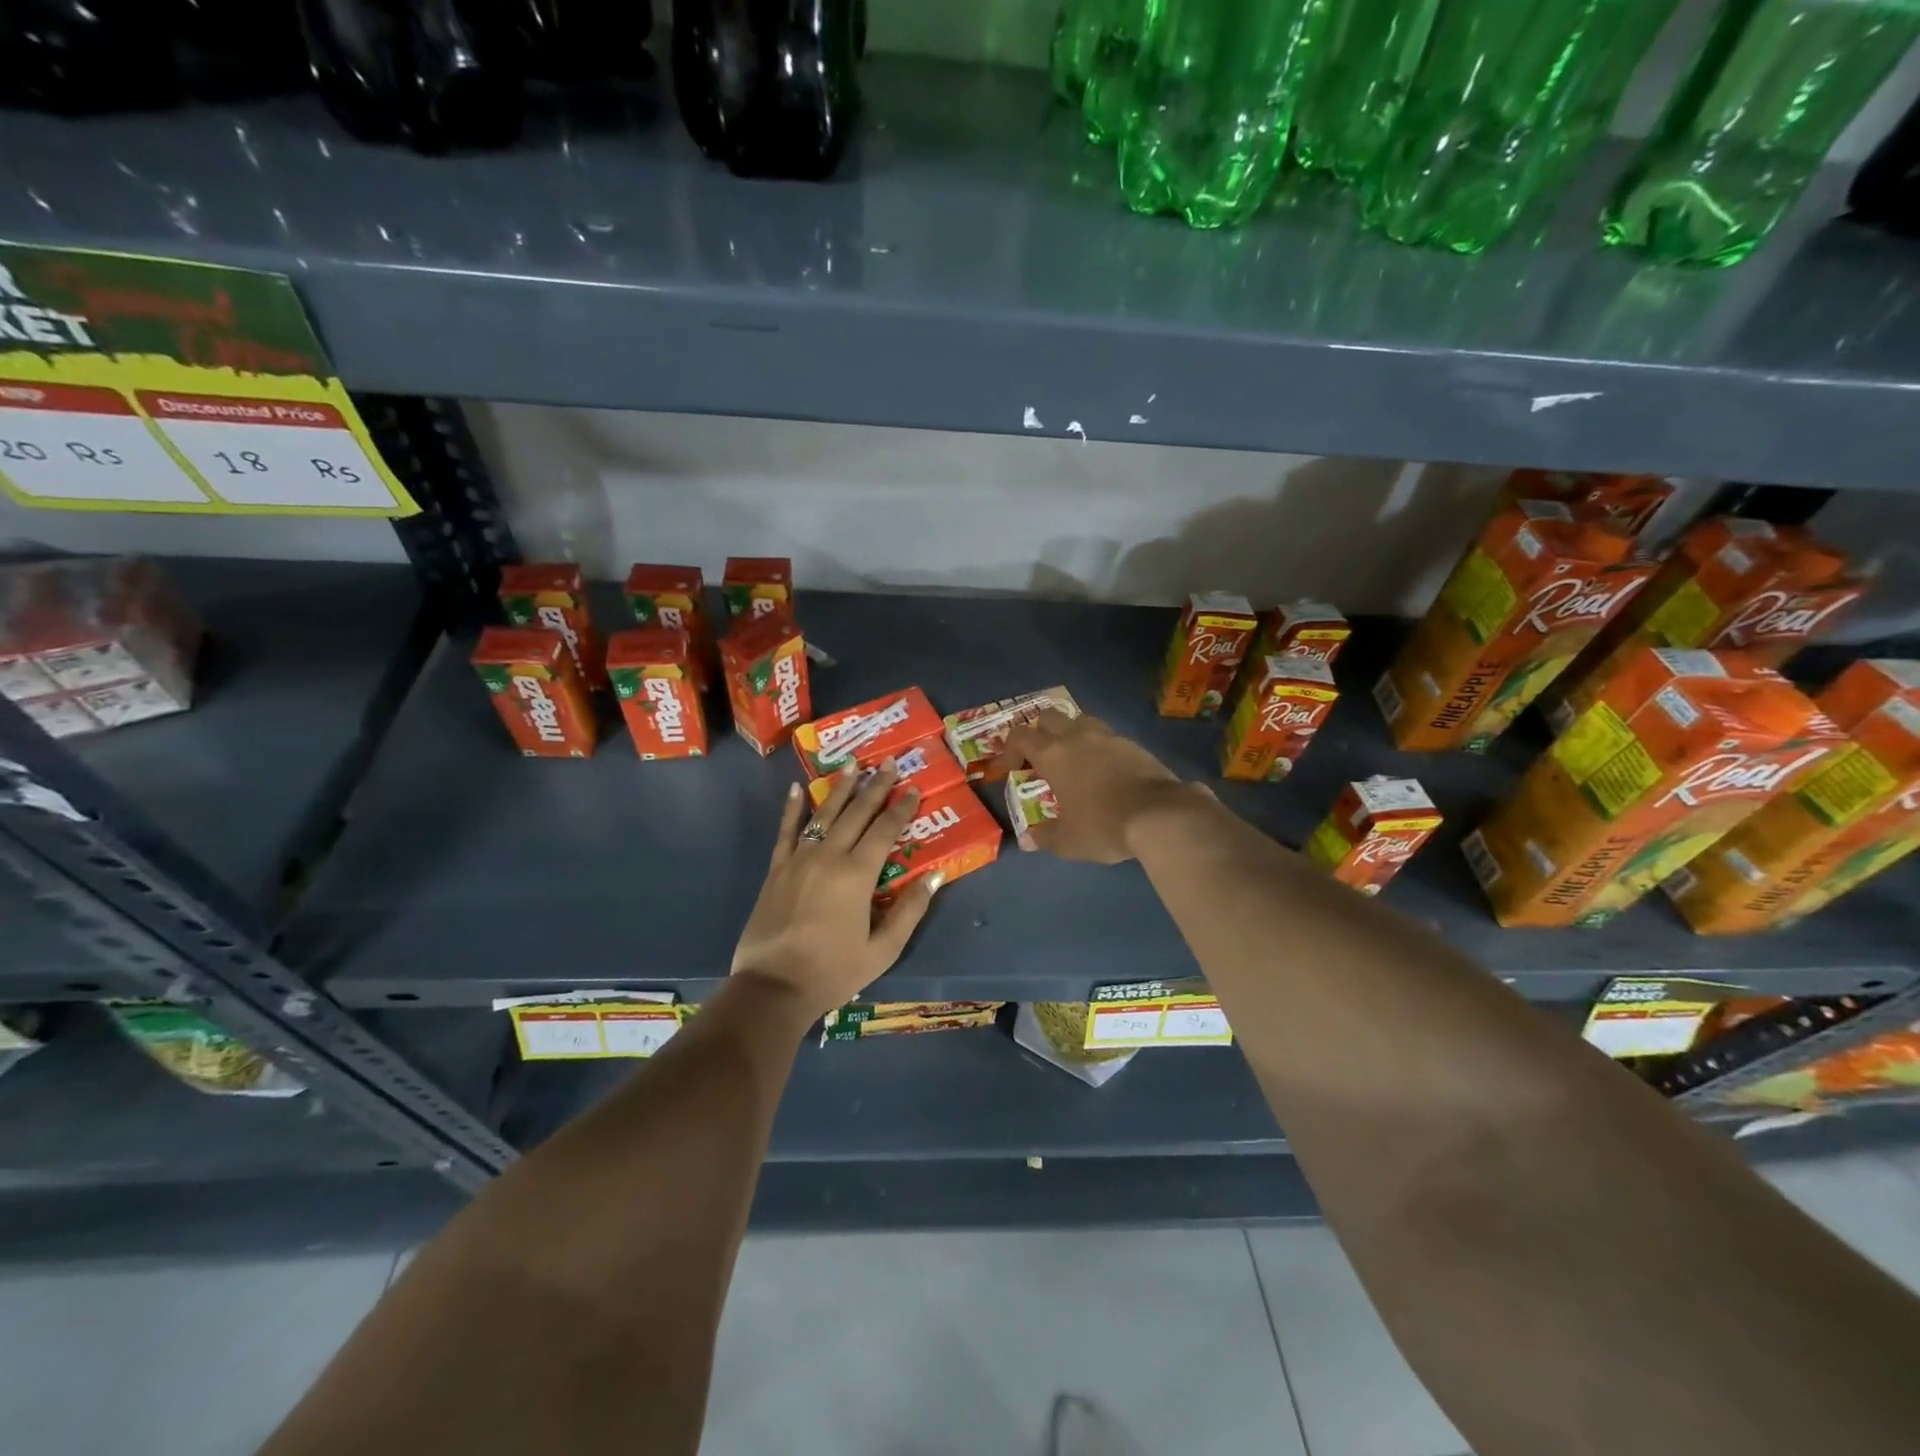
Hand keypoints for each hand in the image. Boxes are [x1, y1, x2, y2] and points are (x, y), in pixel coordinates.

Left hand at [730, 762, 939, 1022]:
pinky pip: (786, 831)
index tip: (913, 788)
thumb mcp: (883, 950)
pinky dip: (792, 808)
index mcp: (858, 874)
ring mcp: (799, 860)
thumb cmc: (833, 972)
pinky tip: (798, 788)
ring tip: (853, 765)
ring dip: (841, 788)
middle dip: (875, 786)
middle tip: (887, 763)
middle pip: (857, 813)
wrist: (773, 987)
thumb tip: (935, 875)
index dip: (901, 807)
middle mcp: (829, 856)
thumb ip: (910, 910)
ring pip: (824, 814)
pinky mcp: (776, 870)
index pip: (885, 830)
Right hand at [996, 710, 1192, 862]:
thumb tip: (1028, 840)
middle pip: (1048, 717)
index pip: (1020, 737)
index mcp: (1053, 754)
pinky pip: (1107, 736)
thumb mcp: (1069, 841)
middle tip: (1038, 758)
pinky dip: (1098, 747)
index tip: (1007, 771)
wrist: (1160, 814)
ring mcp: (1108, 736)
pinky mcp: (1133, 744)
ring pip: (1080, 720)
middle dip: (1038, 732)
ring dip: (1070, 734)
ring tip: (1072, 760)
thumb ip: (1045, 837)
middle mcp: (1077, 736)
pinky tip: (1103, 770)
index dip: (1008, 750)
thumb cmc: (1104, 825)